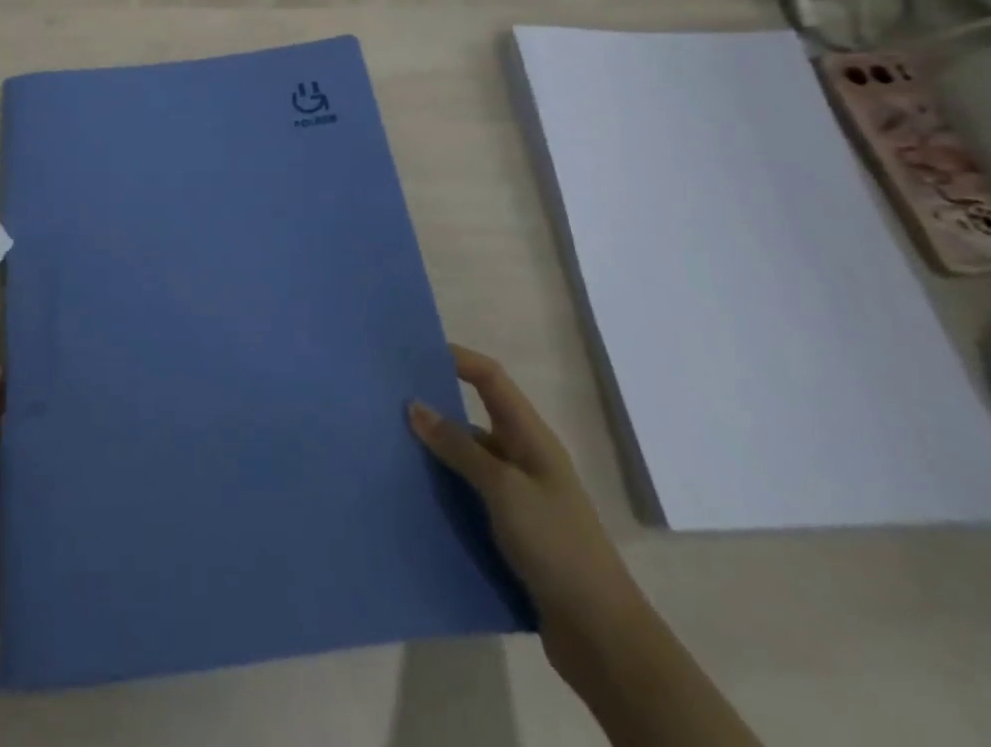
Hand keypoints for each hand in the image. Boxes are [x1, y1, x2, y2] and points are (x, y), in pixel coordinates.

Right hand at [408, 346, 646, 682]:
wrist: (602, 637)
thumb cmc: (556, 546)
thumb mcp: (504, 489)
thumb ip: (458, 447)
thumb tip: (414, 405)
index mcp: (531, 438)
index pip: (491, 379)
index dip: (458, 359)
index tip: (414, 353)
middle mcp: (524, 459)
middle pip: (474, 417)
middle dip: (435, 409)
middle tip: (388, 404)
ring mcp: (518, 497)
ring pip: (467, 460)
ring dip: (435, 455)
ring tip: (390, 450)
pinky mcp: (511, 531)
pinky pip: (468, 497)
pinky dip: (444, 492)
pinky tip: (413, 498)